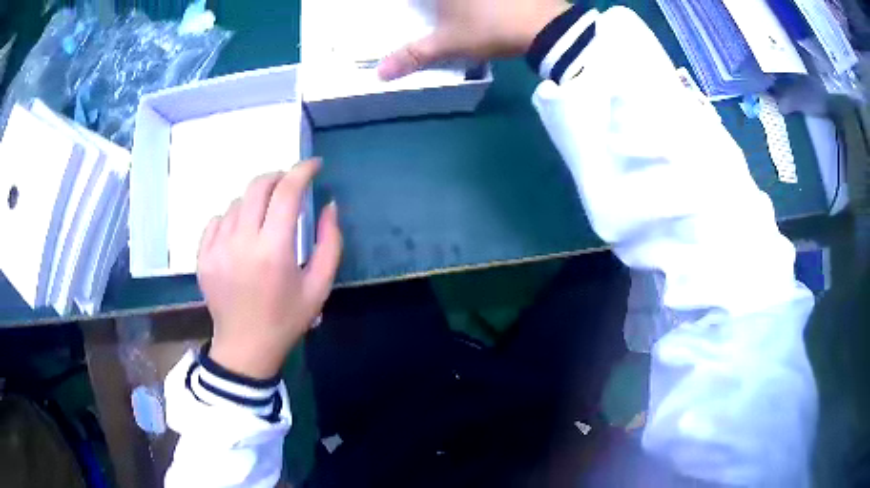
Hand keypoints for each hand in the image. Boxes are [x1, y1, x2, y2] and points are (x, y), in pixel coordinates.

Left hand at [198, 160, 341, 378]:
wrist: (245, 347)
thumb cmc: (286, 319)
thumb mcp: (319, 286)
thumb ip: (330, 243)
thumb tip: (329, 205)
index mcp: (274, 251)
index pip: (287, 192)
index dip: (302, 171)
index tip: (314, 165)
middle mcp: (241, 242)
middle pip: (257, 186)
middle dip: (278, 177)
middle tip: (289, 186)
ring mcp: (217, 248)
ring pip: (237, 202)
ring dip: (256, 201)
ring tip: (265, 219)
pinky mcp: (202, 255)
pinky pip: (217, 219)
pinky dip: (233, 218)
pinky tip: (241, 235)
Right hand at [378, 0, 569, 79]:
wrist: (546, 26)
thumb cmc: (489, 28)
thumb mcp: (448, 44)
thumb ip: (413, 55)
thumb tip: (379, 74)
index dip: (414, 3)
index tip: (415, 8)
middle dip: (430, 4)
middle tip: (433, 11)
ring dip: (456, 4)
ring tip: (455, 11)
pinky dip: (479, 3)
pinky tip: (486, 8)